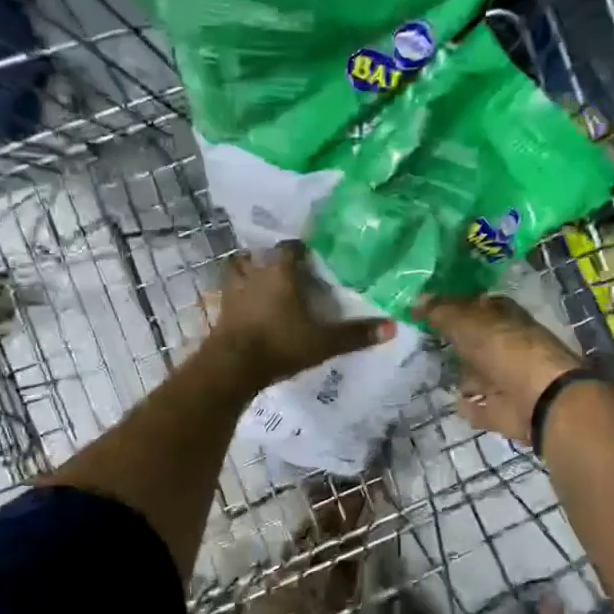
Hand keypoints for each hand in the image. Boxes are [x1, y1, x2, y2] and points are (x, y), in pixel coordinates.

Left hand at [211, 242, 394, 388]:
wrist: (233, 367)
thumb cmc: (280, 344)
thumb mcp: (323, 342)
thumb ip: (355, 334)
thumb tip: (393, 327)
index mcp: (280, 271)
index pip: (291, 246)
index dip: (302, 249)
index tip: (313, 257)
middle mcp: (254, 273)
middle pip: (262, 255)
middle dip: (274, 260)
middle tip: (289, 271)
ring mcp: (233, 291)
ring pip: (239, 270)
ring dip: (249, 273)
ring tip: (263, 283)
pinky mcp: (221, 311)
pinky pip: (231, 294)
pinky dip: (239, 297)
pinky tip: (248, 307)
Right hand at [416, 293, 582, 444]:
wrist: (538, 399)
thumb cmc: (503, 350)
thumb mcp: (466, 322)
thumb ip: (440, 312)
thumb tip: (414, 300)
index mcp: (503, 317)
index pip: (475, 306)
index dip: (452, 306)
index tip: (423, 310)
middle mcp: (506, 345)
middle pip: (474, 341)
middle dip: (454, 341)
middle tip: (419, 341)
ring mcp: (505, 379)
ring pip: (477, 374)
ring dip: (461, 375)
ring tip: (430, 373)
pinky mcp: (502, 409)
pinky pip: (478, 406)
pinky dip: (469, 405)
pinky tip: (453, 401)